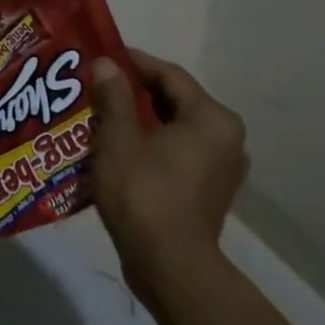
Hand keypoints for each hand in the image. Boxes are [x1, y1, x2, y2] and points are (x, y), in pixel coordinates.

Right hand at [89, 49, 248, 312]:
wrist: (170, 267)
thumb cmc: (144, 195)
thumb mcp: (119, 140)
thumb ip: (114, 97)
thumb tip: (107, 63)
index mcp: (211, 118)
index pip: (169, 74)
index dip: (134, 62)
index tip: (102, 56)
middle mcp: (227, 137)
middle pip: (175, 101)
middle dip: (135, 92)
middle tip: (98, 86)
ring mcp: (223, 167)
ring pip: (177, 128)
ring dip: (142, 120)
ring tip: (104, 115)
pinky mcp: (211, 191)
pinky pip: (180, 152)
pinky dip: (153, 144)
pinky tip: (121, 148)